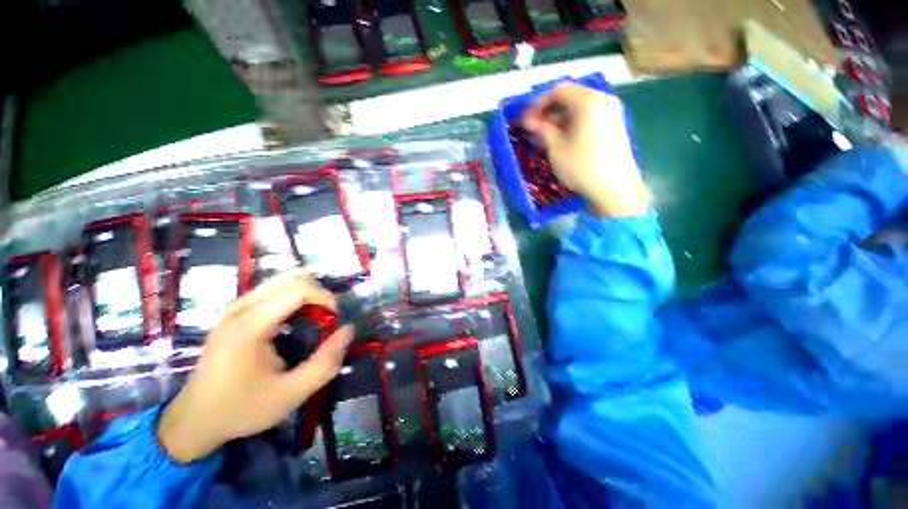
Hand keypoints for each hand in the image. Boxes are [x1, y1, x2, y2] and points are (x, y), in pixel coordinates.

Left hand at [158, 268, 354, 462]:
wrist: (193, 420)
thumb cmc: (241, 408)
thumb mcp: (291, 394)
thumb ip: (325, 363)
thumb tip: (348, 330)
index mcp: (250, 324)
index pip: (299, 288)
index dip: (326, 297)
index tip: (335, 320)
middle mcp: (240, 307)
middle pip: (292, 276)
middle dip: (318, 292)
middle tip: (327, 317)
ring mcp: (235, 307)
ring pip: (282, 279)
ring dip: (307, 293)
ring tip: (315, 318)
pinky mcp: (234, 312)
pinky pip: (272, 289)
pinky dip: (293, 297)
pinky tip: (296, 320)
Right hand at [521, 82, 650, 216]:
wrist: (614, 188)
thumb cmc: (582, 166)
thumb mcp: (556, 148)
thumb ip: (542, 129)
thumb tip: (528, 120)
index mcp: (588, 100)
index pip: (558, 90)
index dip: (538, 104)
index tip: (526, 121)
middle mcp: (603, 99)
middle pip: (570, 97)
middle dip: (548, 112)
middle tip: (533, 130)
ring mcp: (611, 112)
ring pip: (579, 108)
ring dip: (559, 119)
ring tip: (545, 137)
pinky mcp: (614, 125)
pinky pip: (589, 117)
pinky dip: (572, 124)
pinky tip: (562, 140)